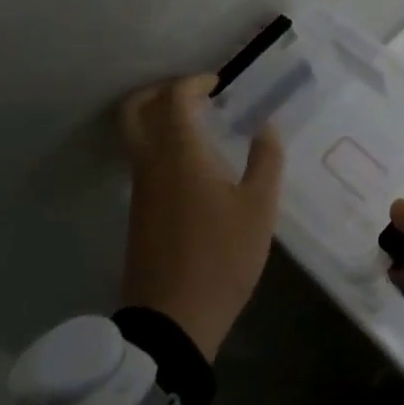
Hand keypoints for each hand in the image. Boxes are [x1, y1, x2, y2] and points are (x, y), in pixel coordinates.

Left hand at [117, 75, 282, 360]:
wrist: (171, 322)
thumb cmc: (221, 257)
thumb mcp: (259, 208)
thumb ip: (266, 160)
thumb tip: (267, 127)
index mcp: (179, 154)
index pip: (173, 98)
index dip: (193, 82)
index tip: (217, 84)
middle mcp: (151, 164)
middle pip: (135, 111)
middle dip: (159, 92)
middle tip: (194, 94)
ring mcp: (140, 191)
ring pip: (136, 137)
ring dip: (160, 120)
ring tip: (201, 126)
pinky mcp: (139, 214)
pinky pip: (143, 162)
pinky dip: (162, 146)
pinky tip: (195, 164)